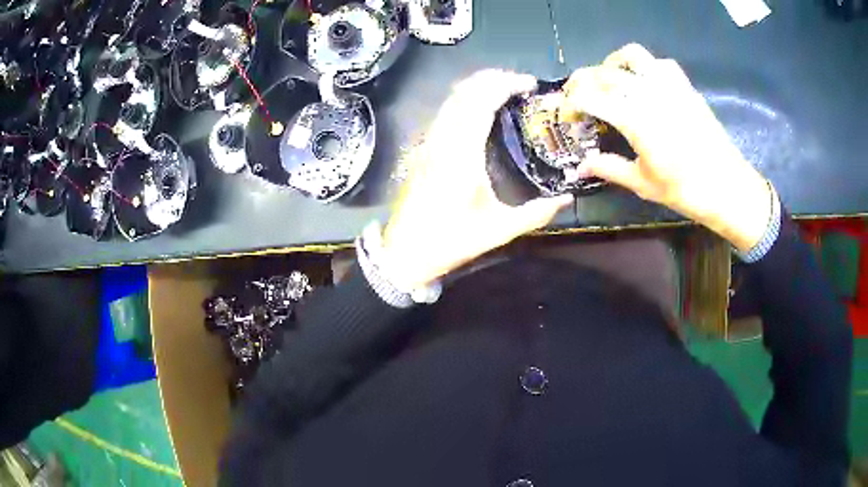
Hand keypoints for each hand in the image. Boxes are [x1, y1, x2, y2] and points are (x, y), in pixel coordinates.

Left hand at [380, 70, 573, 288]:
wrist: (405, 251)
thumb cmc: (450, 241)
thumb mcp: (498, 231)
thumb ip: (536, 214)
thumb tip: (567, 199)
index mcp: (462, 155)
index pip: (482, 102)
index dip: (506, 85)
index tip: (530, 84)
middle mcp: (443, 140)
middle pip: (465, 91)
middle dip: (494, 79)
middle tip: (521, 84)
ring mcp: (430, 142)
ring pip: (452, 98)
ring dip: (478, 86)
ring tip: (505, 89)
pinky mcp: (424, 148)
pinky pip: (445, 110)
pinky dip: (466, 99)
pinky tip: (481, 108)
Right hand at [561, 44, 773, 251]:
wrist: (728, 187)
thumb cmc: (686, 190)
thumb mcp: (643, 184)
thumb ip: (610, 168)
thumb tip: (581, 167)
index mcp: (634, 119)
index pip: (589, 96)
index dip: (571, 102)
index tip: (567, 115)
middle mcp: (648, 93)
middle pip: (604, 72)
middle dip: (583, 81)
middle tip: (580, 96)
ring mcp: (669, 85)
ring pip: (632, 55)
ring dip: (613, 63)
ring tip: (611, 80)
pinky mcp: (685, 87)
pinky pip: (660, 63)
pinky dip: (646, 66)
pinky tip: (646, 83)